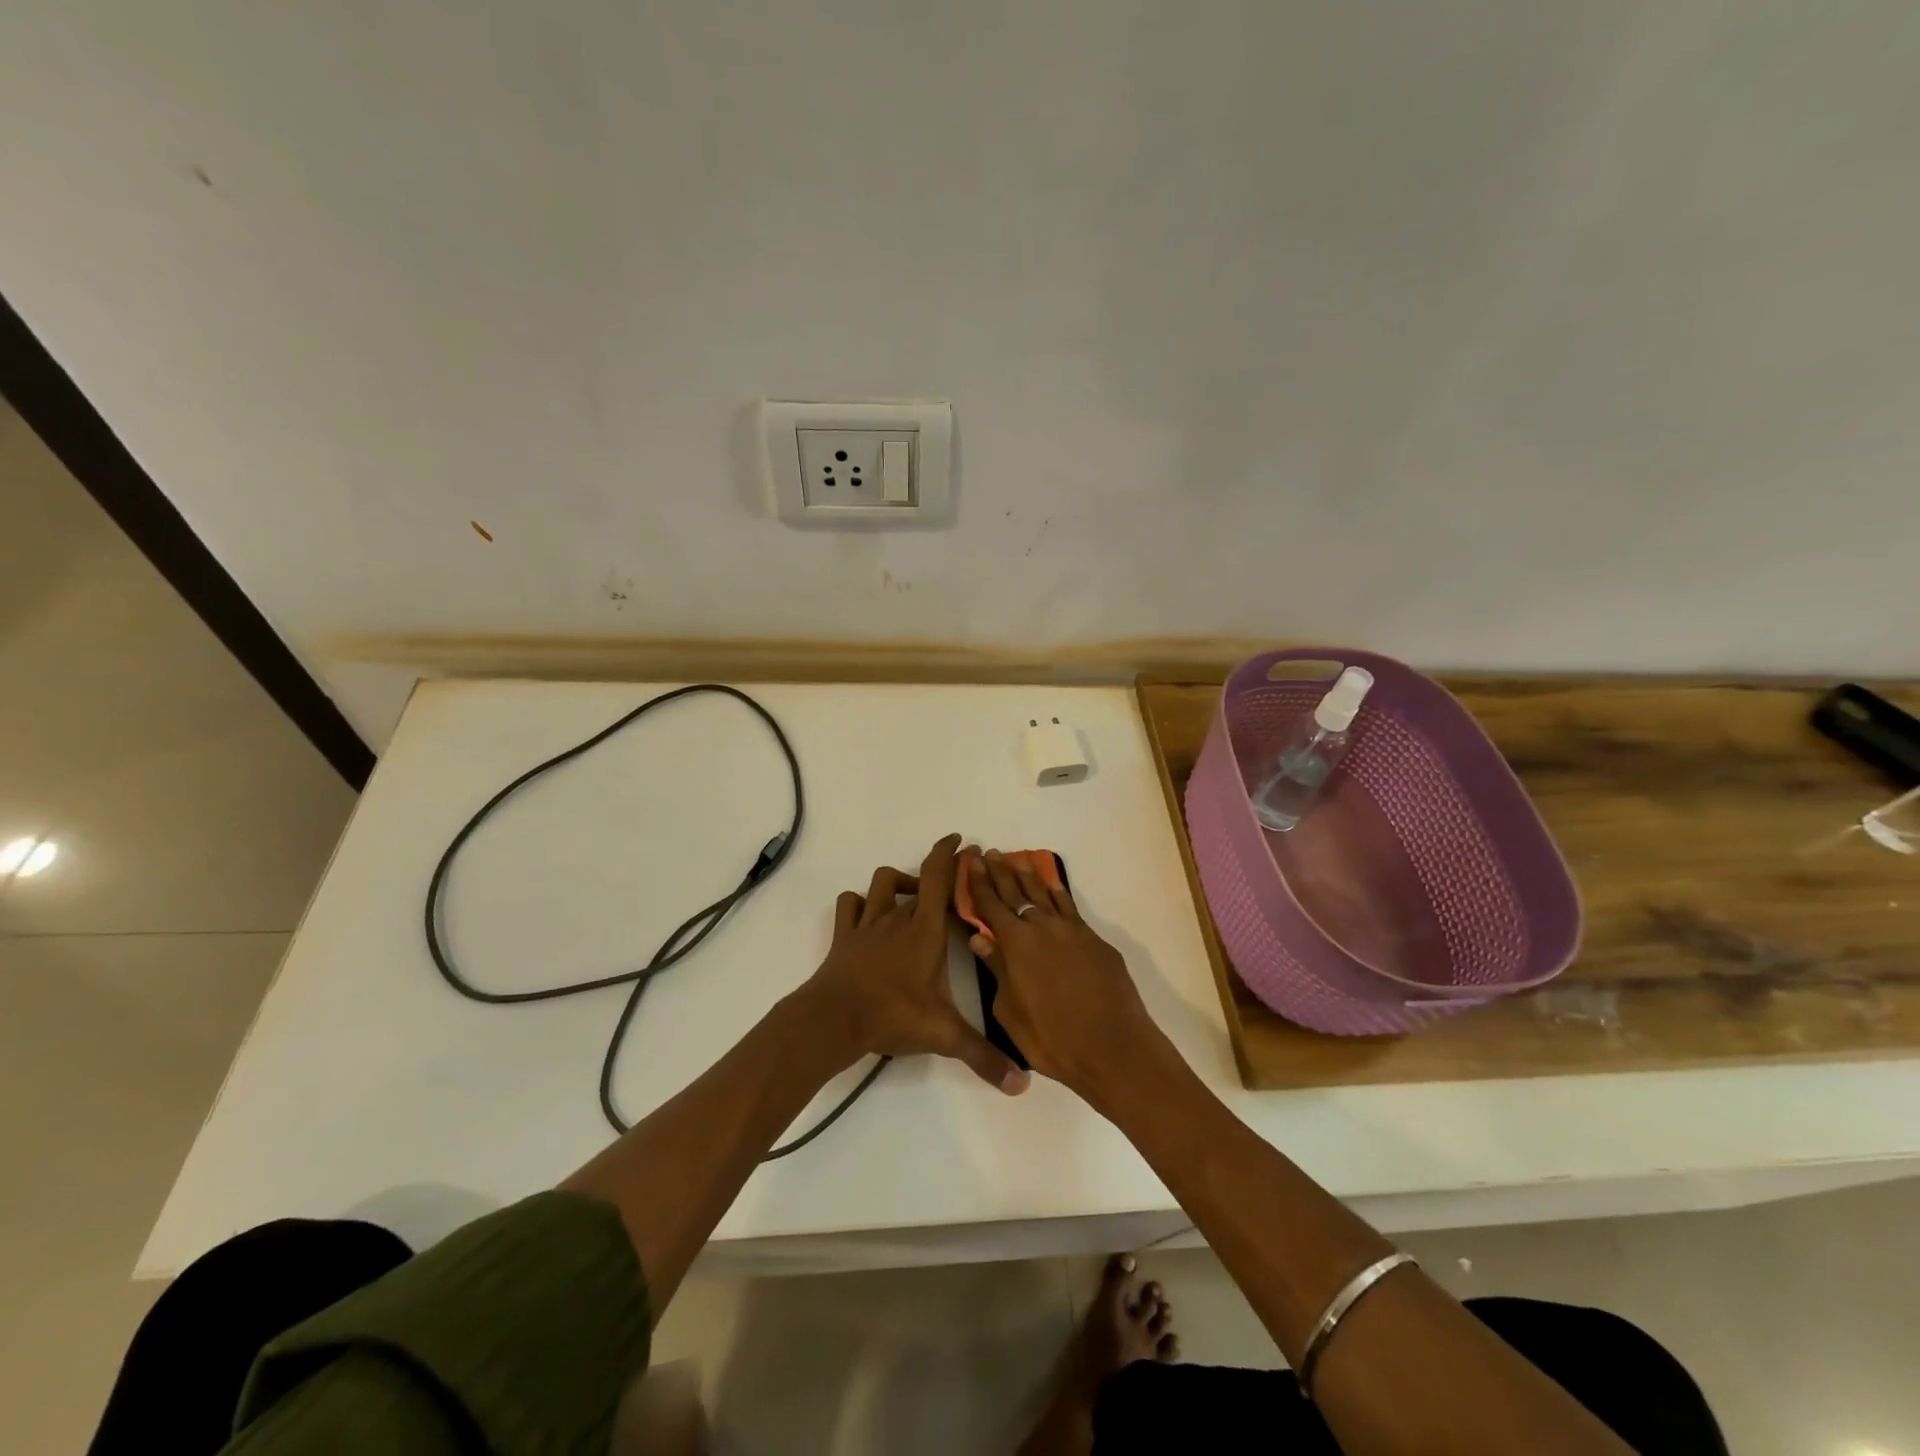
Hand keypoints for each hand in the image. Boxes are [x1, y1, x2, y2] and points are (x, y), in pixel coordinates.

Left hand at [798, 834, 1030, 1095]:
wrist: (833, 1019)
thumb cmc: (892, 1015)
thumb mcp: (944, 1035)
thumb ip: (983, 1056)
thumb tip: (1021, 1084)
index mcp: (926, 931)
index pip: (940, 879)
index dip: (951, 855)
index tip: (962, 842)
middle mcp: (899, 918)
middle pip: (917, 879)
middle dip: (935, 871)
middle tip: (949, 881)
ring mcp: (868, 925)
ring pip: (882, 883)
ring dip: (899, 882)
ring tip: (912, 898)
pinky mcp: (844, 936)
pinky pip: (850, 905)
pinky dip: (861, 902)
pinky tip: (869, 914)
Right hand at [964, 849, 1163, 1099]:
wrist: (1113, 1047)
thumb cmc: (1053, 1039)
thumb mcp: (1010, 1011)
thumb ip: (996, 970)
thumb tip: (980, 940)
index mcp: (1016, 944)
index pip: (991, 905)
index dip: (979, 883)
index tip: (972, 862)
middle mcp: (1042, 927)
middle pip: (1016, 893)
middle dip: (1000, 872)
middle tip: (990, 853)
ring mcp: (1072, 930)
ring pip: (1045, 894)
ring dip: (1029, 876)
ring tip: (1017, 860)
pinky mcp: (1094, 940)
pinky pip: (1070, 907)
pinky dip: (1058, 893)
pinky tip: (1052, 886)